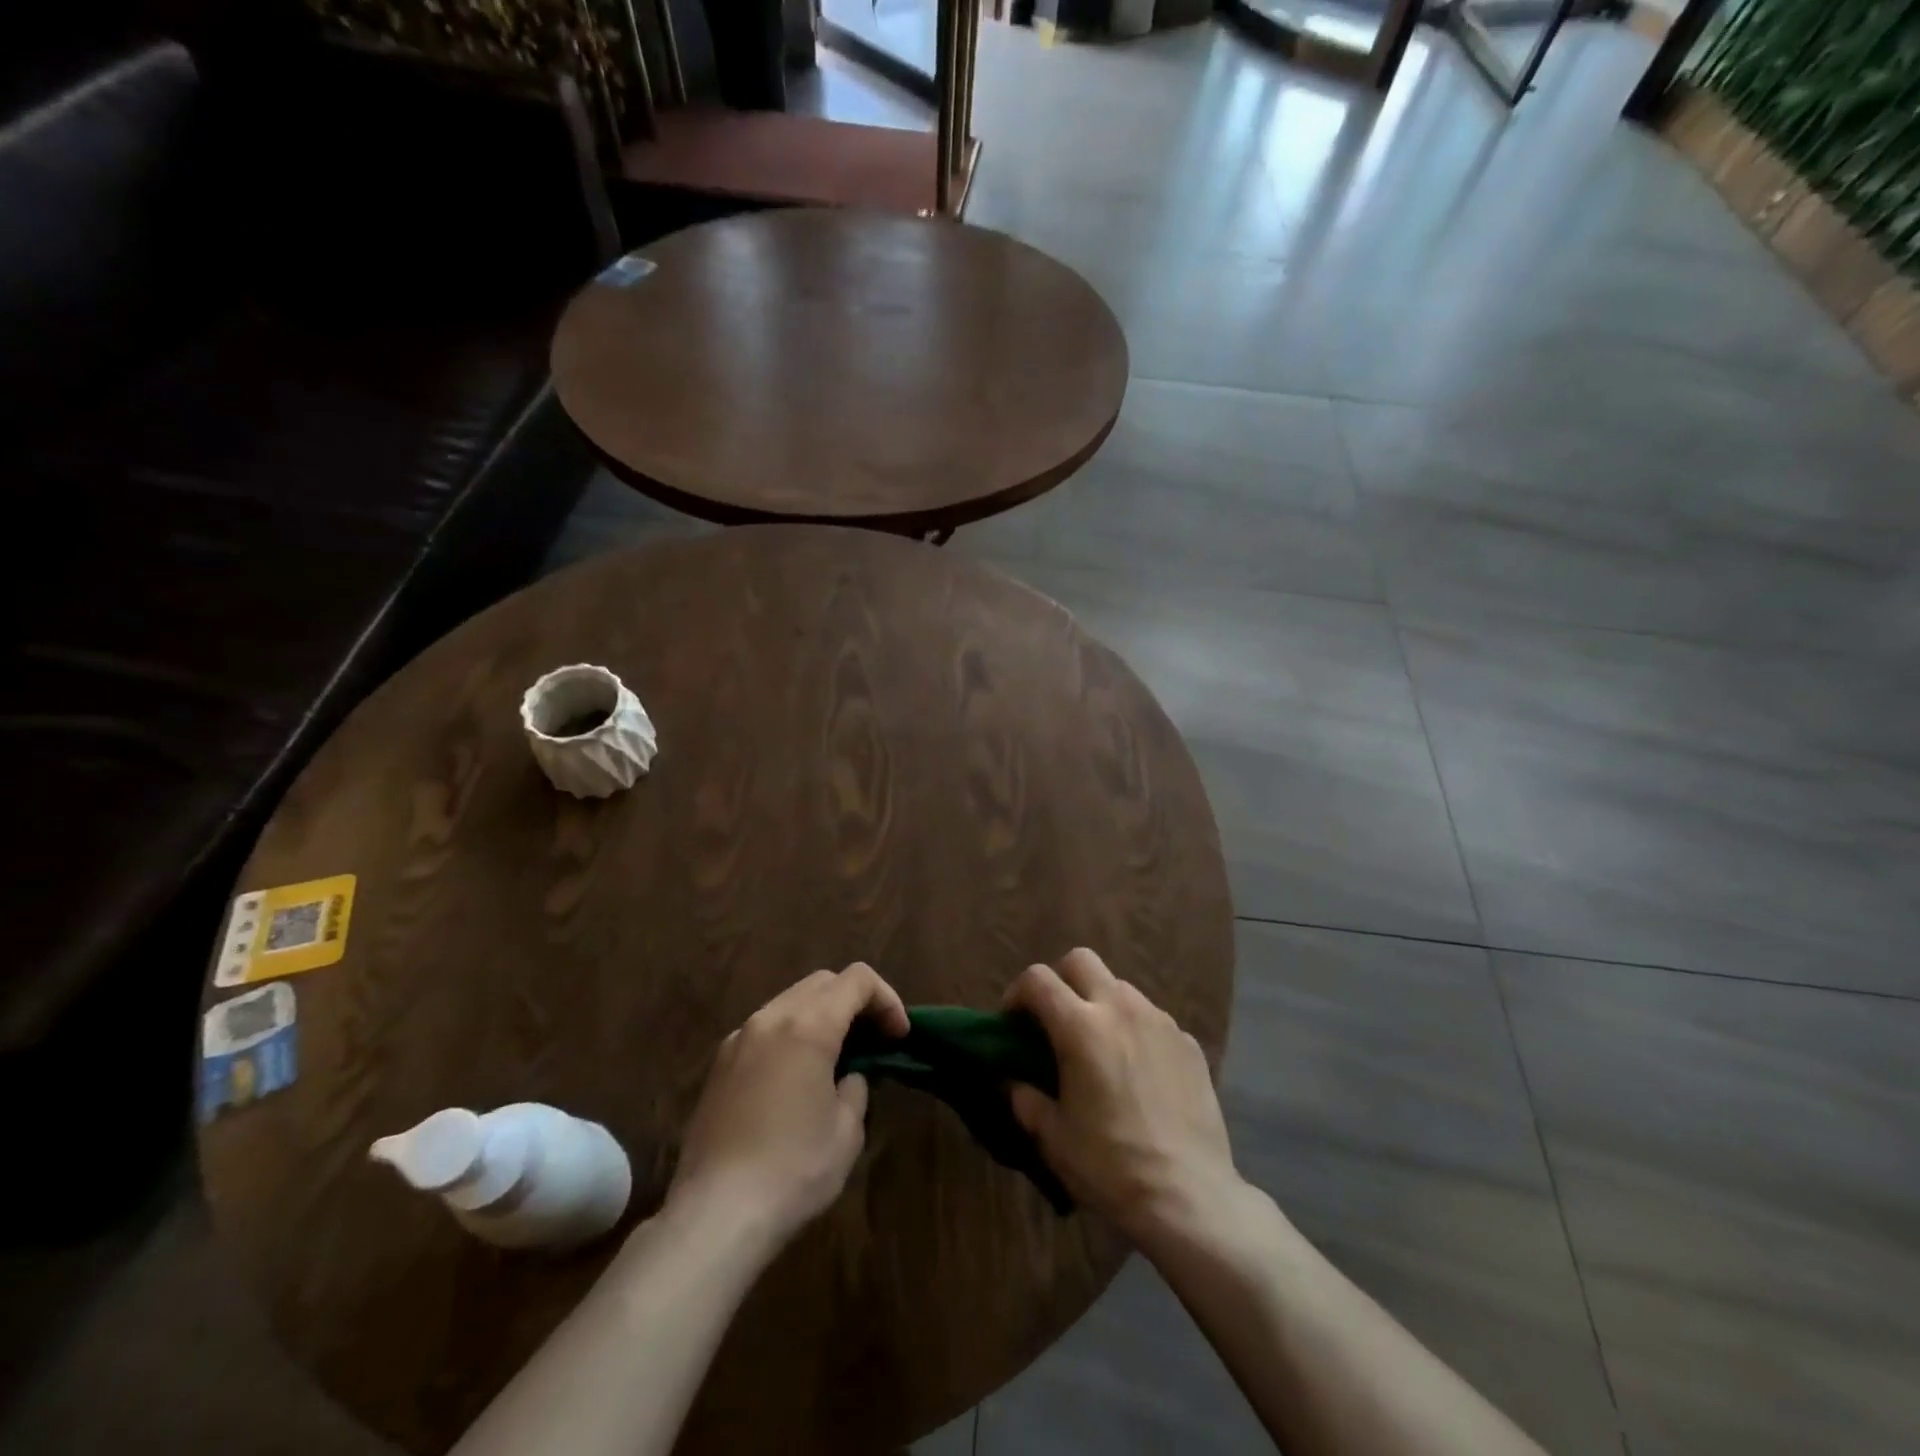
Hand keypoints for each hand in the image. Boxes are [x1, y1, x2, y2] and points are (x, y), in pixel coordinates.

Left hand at [668, 963, 908, 1244]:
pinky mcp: (719, 1065)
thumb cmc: (793, 1170)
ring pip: (790, 1001)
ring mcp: (739, 1038)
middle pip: (822, 982)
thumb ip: (856, 1087)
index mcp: (808, 1025)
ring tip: (837, 1057)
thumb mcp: (847, 1131)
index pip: (857, 980)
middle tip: (874, 1039)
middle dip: (855, 1001)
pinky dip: (790, 1034)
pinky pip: (764, 1029)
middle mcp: (770, 1018)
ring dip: (821, 1015)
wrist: (715, 1215)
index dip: (887, 999)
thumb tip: (848, 1076)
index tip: (898, 1036)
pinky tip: (796, 1077)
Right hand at [1006, 948, 1240, 1245]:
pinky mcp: (1188, 1041)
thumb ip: (1026, 1099)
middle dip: (1060, 980)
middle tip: (1056, 1020)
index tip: (1013, 1022)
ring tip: (1100, 1047)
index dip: (1017, 993)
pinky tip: (1138, 1071)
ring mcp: (1159, 1021)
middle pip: (1081, 960)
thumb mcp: (1054, 1137)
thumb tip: (1012, 1081)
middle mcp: (1120, 1008)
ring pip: (1120, 986)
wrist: (1189, 1197)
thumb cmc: (1110, 1165)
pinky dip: (1135, 1030)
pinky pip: (1152, 1018)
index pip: (1038, 979)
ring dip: (1100, 1003)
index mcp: (1080, 1026)